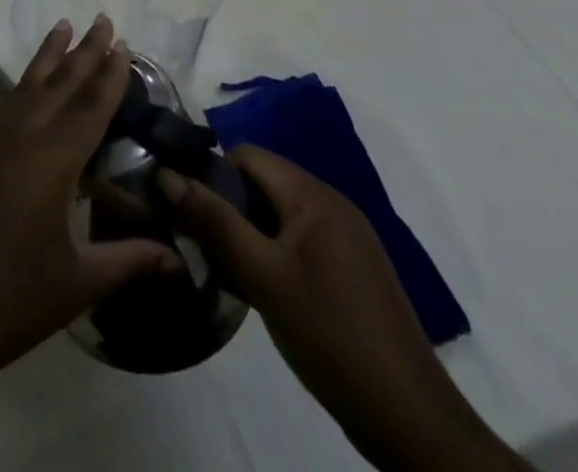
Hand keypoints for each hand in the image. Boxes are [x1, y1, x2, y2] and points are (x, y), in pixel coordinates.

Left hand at [0, 17, 178, 396]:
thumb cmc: (12, 300)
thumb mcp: (78, 283)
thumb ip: (129, 261)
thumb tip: (181, 260)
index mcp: (49, 161)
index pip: (88, 108)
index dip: (108, 76)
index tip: (122, 44)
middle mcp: (18, 138)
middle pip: (58, 85)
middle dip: (83, 52)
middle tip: (102, 19)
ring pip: (25, 88)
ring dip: (48, 58)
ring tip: (63, 27)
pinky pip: (5, 107)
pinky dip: (24, 87)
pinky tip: (30, 89)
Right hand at [164, 148, 523, 471]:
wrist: (412, 422)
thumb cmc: (330, 334)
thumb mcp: (261, 275)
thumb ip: (213, 220)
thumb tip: (165, 173)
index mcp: (313, 195)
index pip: (246, 155)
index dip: (211, 174)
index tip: (188, 210)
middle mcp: (333, 204)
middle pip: (262, 183)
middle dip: (227, 207)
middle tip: (203, 245)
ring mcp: (349, 239)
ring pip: (279, 215)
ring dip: (248, 234)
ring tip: (227, 270)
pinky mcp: (355, 270)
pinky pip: (300, 241)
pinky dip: (274, 254)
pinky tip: (264, 290)